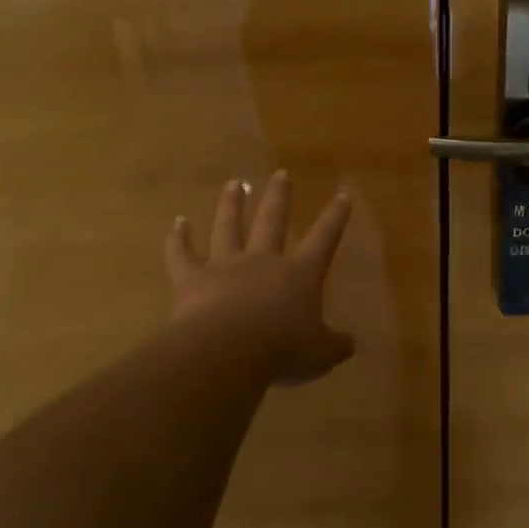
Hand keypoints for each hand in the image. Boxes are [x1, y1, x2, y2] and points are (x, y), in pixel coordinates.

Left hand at [165, 172, 355, 385]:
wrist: (228, 351)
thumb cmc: (282, 350)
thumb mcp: (320, 354)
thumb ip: (335, 345)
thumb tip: (351, 344)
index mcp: (299, 274)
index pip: (323, 239)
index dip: (335, 218)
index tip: (342, 195)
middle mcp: (263, 261)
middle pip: (272, 220)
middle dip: (279, 196)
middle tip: (281, 174)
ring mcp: (225, 265)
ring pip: (228, 227)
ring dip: (230, 204)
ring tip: (233, 183)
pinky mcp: (192, 278)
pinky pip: (182, 254)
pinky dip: (178, 239)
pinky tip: (177, 222)